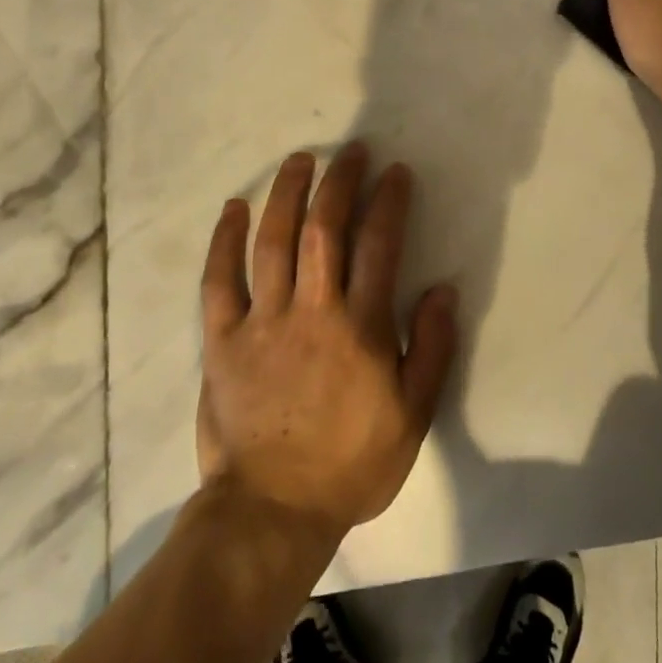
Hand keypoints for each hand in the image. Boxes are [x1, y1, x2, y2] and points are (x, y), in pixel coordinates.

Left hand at [196, 143, 457, 540]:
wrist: (274, 510)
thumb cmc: (352, 463)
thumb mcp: (414, 414)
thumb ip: (434, 347)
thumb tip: (443, 287)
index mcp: (361, 327)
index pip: (379, 245)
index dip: (388, 201)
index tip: (394, 172)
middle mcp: (312, 310)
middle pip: (325, 229)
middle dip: (340, 182)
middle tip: (350, 152)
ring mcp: (262, 321)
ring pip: (273, 242)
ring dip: (287, 194)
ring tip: (299, 160)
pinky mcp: (222, 340)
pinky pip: (218, 280)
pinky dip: (224, 241)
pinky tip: (234, 208)